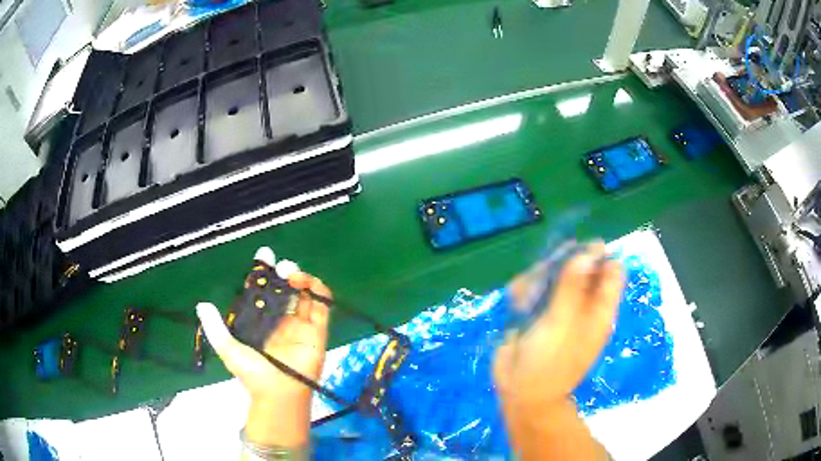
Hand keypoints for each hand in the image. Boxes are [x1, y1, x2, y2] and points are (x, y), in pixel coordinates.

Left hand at [196, 248, 331, 447]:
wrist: (277, 393)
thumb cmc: (253, 373)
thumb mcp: (228, 349)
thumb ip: (215, 328)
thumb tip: (201, 305)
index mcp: (263, 320)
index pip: (265, 290)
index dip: (265, 273)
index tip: (263, 256)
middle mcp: (282, 318)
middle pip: (286, 287)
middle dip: (284, 272)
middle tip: (280, 266)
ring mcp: (301, 323)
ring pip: (304, 292)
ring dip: (301, 277)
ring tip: (291, 272)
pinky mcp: (318, 329)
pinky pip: (322, 304)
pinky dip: (318, 289)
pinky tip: (306, 282)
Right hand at [494, 242, 622, 410]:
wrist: (519, 391)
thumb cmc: (549, 361)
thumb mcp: (563, 323)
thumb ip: (574, 286)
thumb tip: (591, 250)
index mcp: (599, 309)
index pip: (612, 271)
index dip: (598, 257)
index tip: (576, 253)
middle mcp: (582, 304)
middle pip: (579, 267)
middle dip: (560, 264)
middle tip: (545, 273)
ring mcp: (558, 307)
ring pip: (552, 274)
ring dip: (537, 278)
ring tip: (526, 296)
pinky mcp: (536, 311)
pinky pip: (532, 288)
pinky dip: (523, 290)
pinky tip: (517, 302)